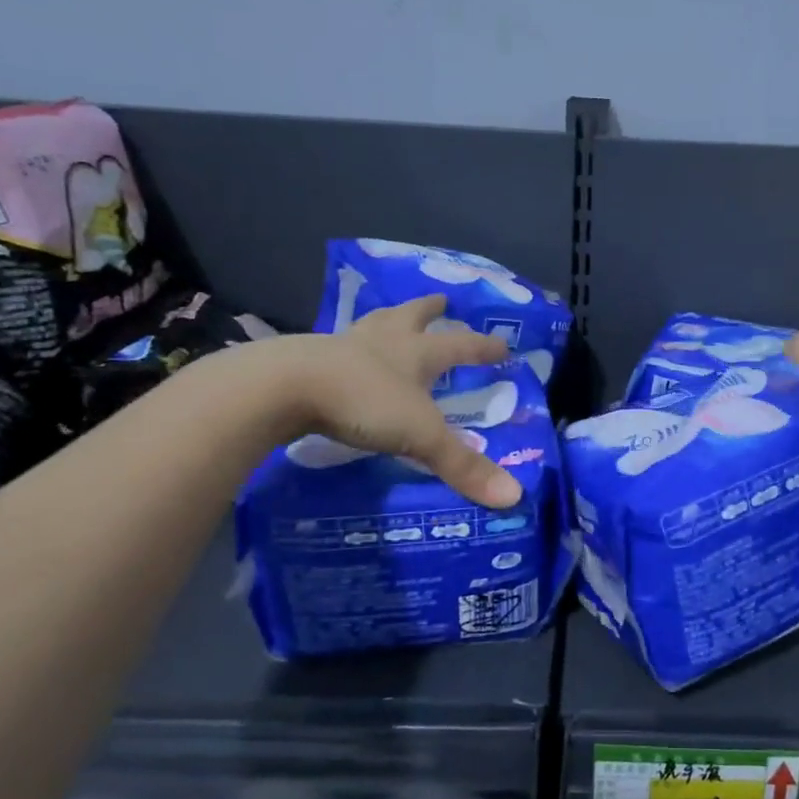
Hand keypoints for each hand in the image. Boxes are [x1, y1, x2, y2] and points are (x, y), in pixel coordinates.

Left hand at [246, 295, 522, 507]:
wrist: (283, 387)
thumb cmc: (363, 401)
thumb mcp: (420, 435)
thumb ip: (463, 465)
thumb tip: (515, 497)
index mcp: (415, 352)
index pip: (460, 345)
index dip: (483, 347)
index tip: (503, 345)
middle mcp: (383, 341)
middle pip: (411, 317)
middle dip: (429, 310)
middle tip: (442, 300)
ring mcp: (342, 346)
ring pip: (372, 325)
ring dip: (387, 320)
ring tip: (391, 317)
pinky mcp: (307, 360)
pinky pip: (335, 347)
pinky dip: (347, 347)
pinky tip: (342, 355)